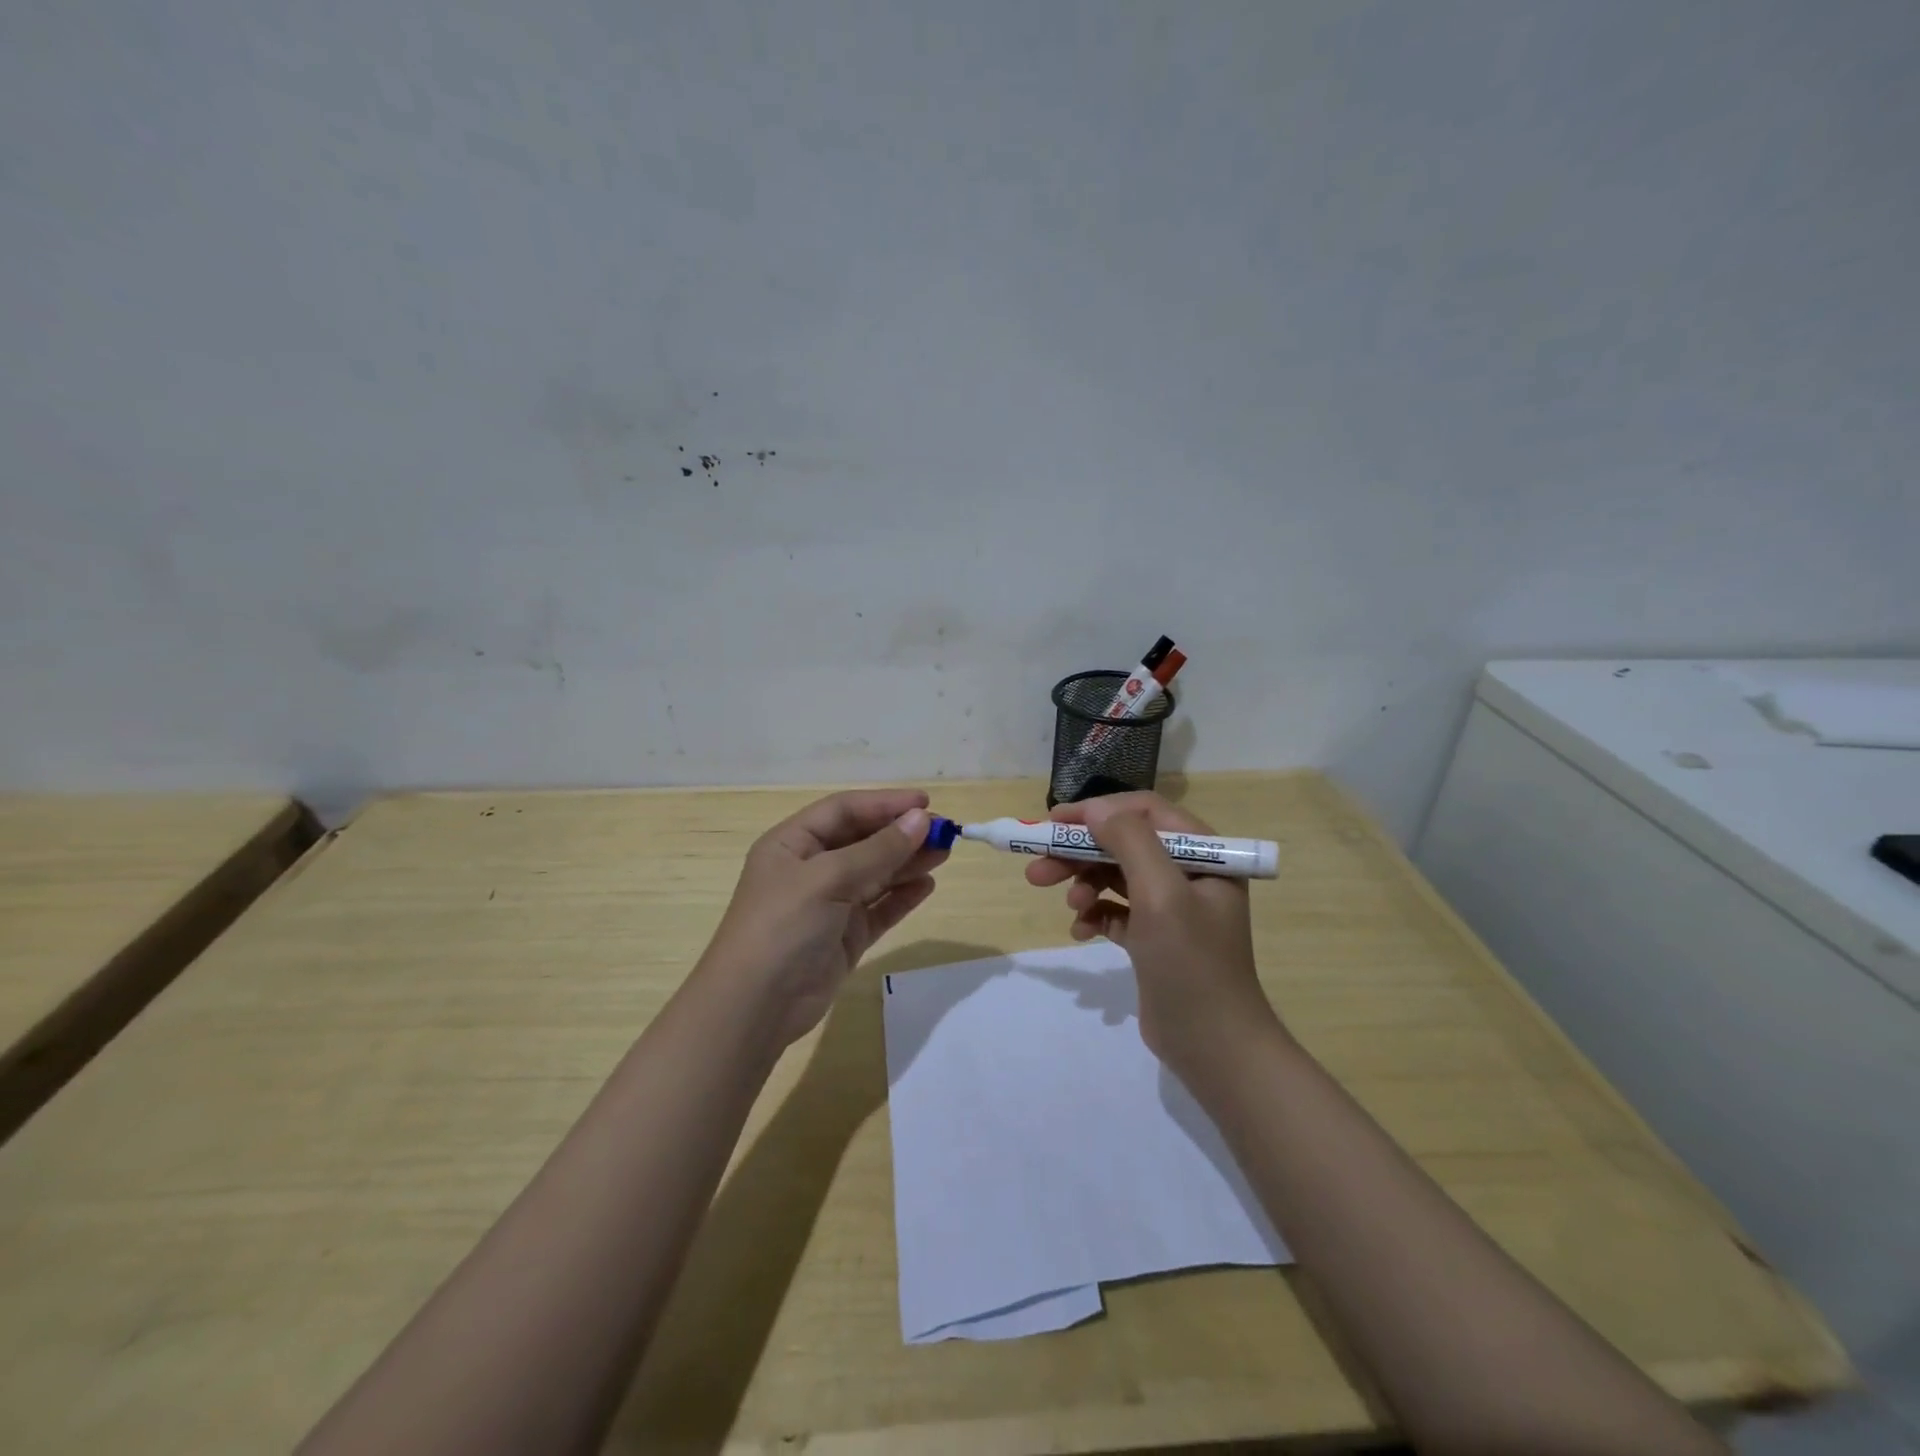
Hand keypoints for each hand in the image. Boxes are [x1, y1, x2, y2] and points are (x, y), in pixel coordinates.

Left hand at [700, 789, 945, 1047]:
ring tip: (944, 853)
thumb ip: (878, 850)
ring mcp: (828, 905)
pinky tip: (927, 886)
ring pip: (875, 874)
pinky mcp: (844, 937)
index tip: (925, 803)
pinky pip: (879, 908)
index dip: (884, 804)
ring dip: (908, 862)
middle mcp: (810, 869)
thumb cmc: (783, 926)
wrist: (756, 1007)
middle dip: (902, 834)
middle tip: (944, 832)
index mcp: (792, 843)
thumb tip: (920, 820)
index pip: (844, 811)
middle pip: (863, 841)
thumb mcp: (828, 879)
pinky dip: (902, 897)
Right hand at [1025, 792, 1281, 1075]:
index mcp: (1203, 854)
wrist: (1214, 1048)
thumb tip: (1095, 809)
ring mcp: (1171, 907)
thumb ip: (1130, 842)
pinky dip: (1095, 915)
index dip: (1097, 812)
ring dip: (1084, 884)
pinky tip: (1081, 931)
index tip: (1054, 823)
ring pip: (1115, 876)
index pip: (1144, 812)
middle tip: (1038, 870)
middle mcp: (1188, 873)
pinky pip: (1115, 911)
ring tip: (1068, 906)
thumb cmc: (1191, 964)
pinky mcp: (1154, 937)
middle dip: (1080, 853)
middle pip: (1124, 844)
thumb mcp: (1162, 894)